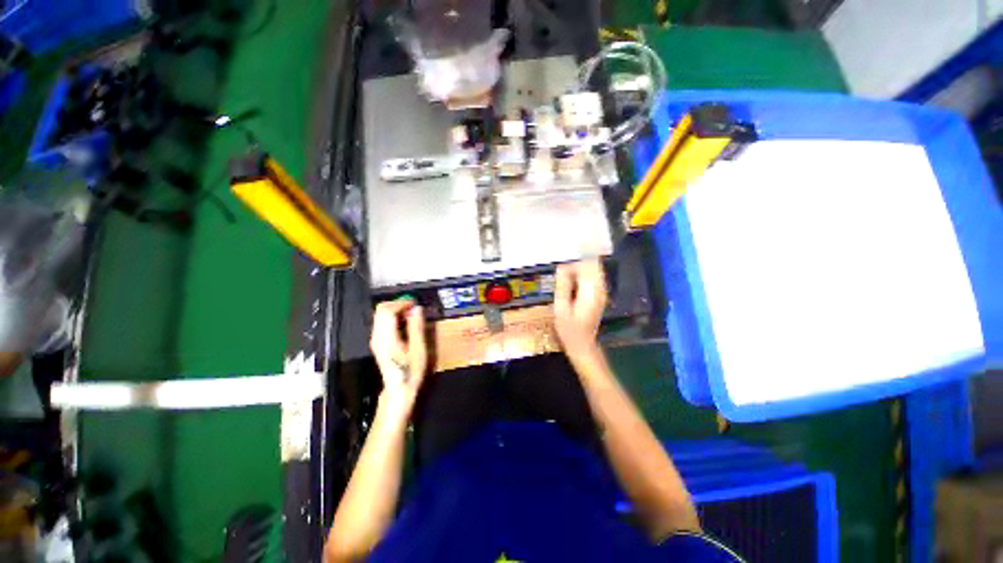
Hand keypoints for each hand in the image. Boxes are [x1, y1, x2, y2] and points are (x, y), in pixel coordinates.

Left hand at [370, 300, 427, 409]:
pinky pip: (382, 321)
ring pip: (380, 314)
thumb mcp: (419, 349)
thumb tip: (417, 309)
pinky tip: (405, 322)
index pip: (387, 311)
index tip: (415, 303)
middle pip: (381, 310)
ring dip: (395, 309)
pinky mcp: (377, 341)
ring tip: (411, 314)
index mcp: (386, 338)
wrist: (399, 389)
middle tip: (413, 308)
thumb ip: (416, 327)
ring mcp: (375, 339)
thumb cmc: (411, 371)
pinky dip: (393, 316)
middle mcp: (377, 337)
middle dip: (397, 304)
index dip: (401, 303)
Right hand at [554, 259, 606, 355]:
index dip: (575, 258)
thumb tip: (562, 266)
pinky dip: (582, 272)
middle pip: (593, 263)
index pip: (587, 264)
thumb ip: (563, 286)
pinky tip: (571, 277)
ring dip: (580, 265)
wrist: (582, 344)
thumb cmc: (569, 329)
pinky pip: (592, 276)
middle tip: (562, 262)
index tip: (562, 258)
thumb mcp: (561, 308)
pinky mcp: (599, 294)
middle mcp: (600, 288)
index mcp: (591, 291)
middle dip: (578, 259)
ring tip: (564, 268)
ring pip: (593, 268)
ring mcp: (601, 291)